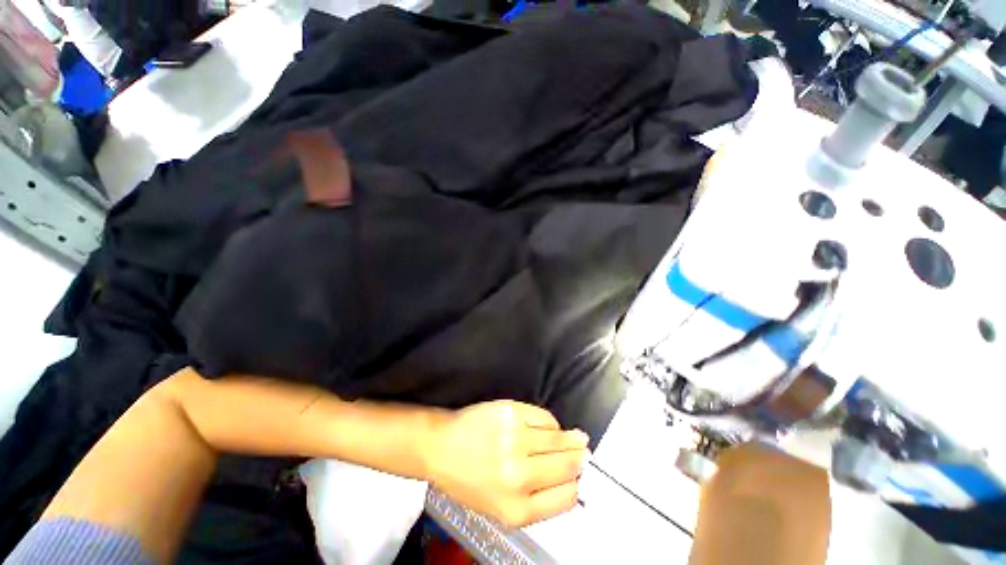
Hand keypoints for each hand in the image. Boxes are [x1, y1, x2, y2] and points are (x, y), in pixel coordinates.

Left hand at [424, 401, 589, 526]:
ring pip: (559, 438)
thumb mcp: (499, 507)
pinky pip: (545, 418)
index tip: (578, 477)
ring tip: (578, 438)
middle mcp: (519, 475)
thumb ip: (536, 500)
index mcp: (516, 509)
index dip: (575, 485)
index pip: (566, 497)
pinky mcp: (511, 413)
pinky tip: (551, 426)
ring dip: (572, 439)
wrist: (442, 446)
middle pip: (567, 465)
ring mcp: (515, 440)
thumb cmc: (467, 479)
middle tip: (585, 452)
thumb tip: (568, 482)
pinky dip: (552, 423)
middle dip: (579, 459)